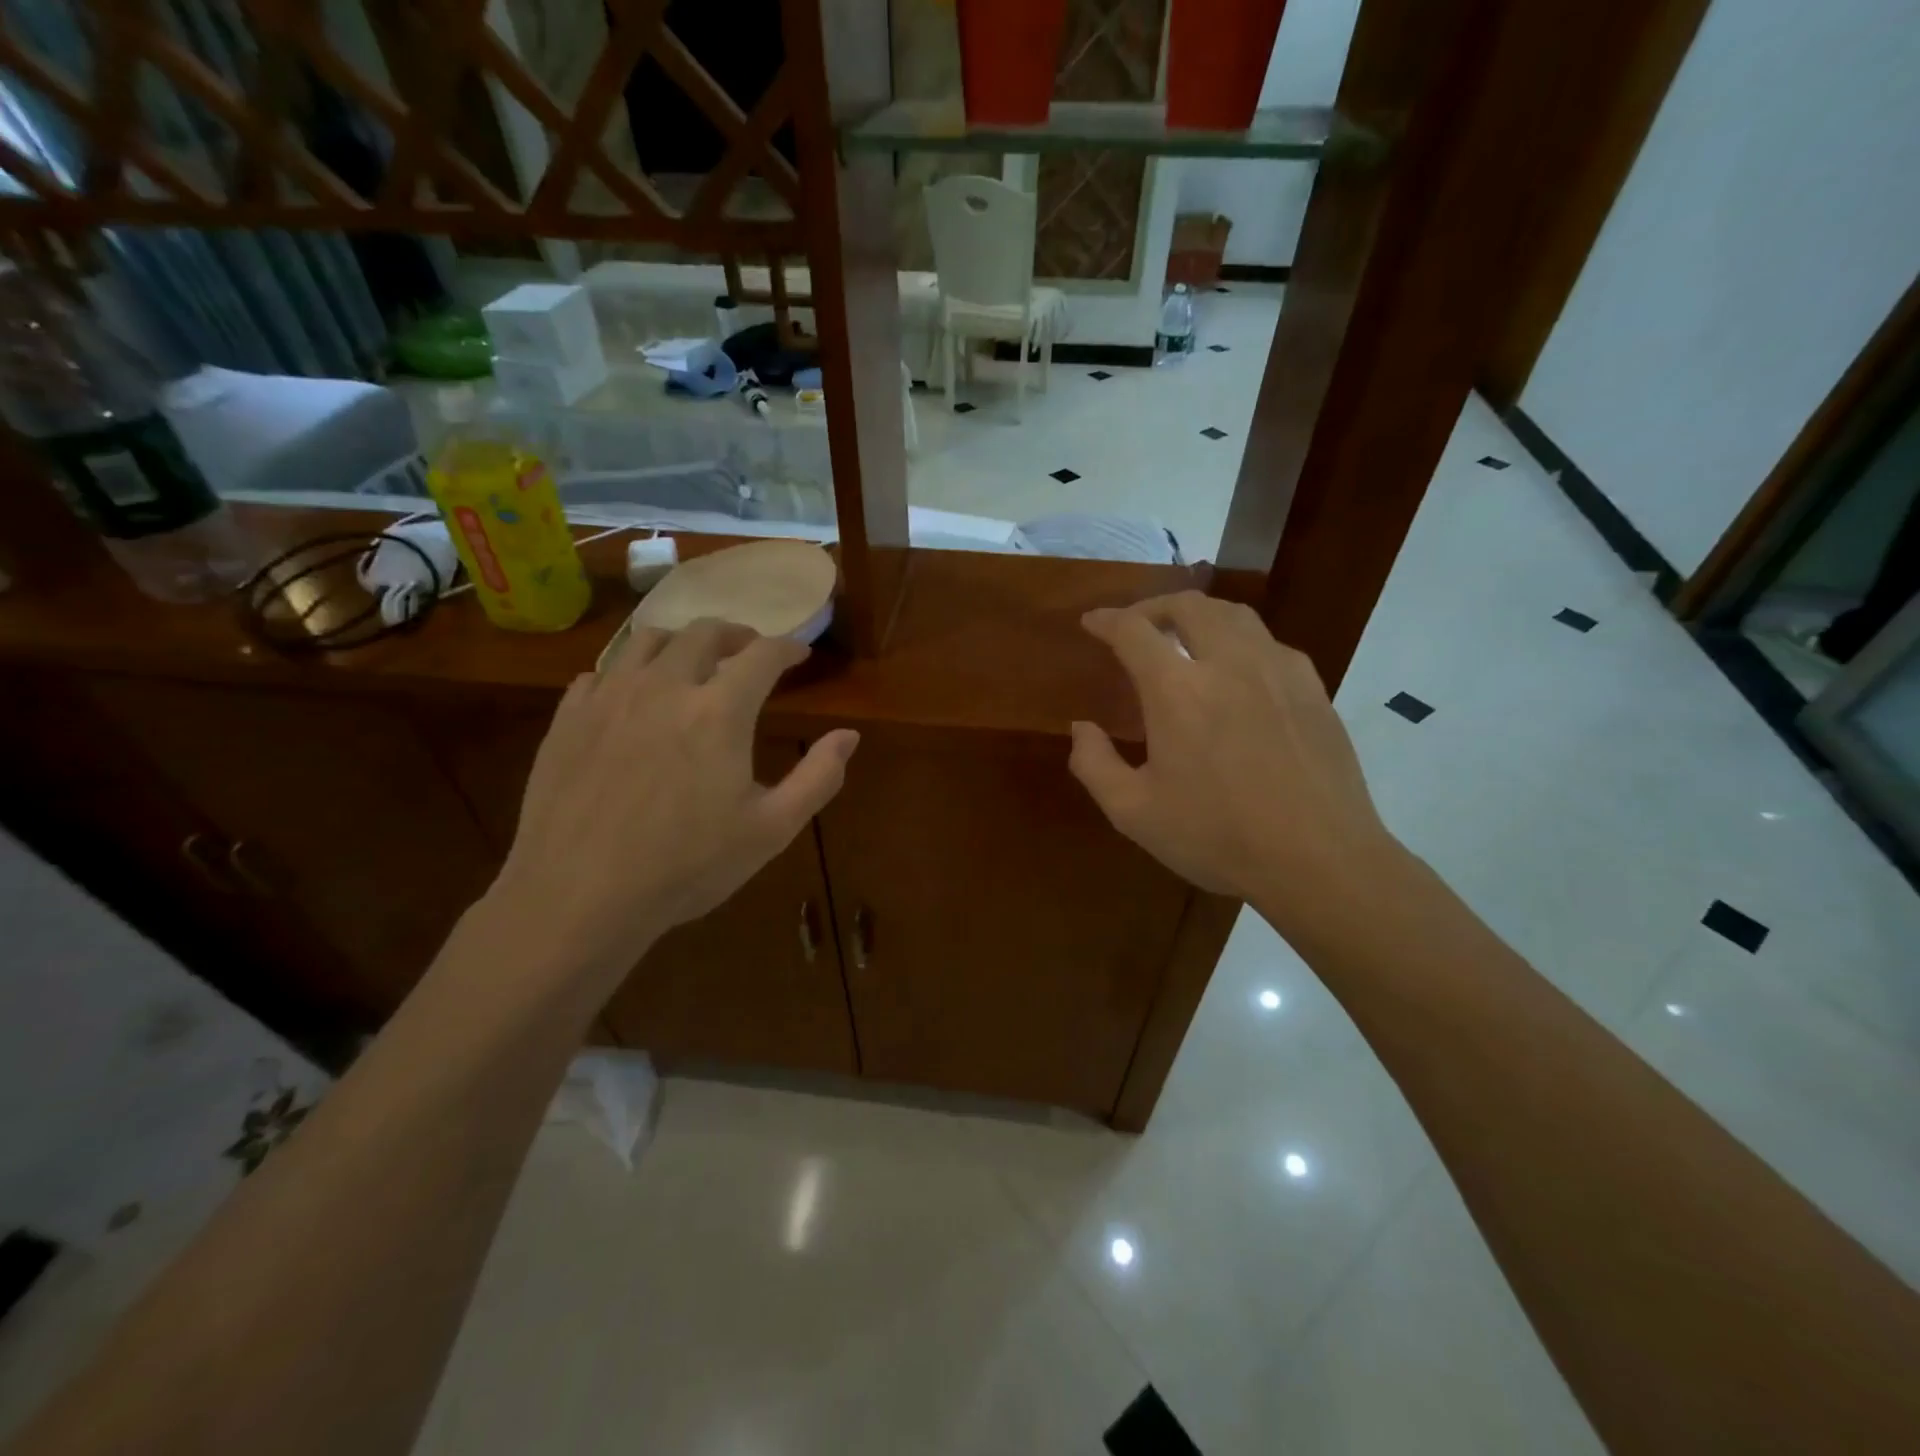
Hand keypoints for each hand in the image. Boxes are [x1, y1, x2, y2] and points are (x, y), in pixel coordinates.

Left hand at [493, 620, 858, 981]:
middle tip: (750, 650)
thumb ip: (819, 777)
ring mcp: (609, 698)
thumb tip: (849, 735)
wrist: (579, 897)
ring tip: (693, 661)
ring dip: (681, 641)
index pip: (762, 655)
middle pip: (704, 633)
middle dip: (736, 634)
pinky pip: (601, 671)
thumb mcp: (771, 829)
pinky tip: (634, 696)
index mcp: (719, 710)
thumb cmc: (687, 866)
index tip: (799, 653)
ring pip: (647, 640)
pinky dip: (629, 671)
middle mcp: (664, 686)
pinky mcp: (568, 717)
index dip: (787, 648)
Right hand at [1070, 592, 1399, 941]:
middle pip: (1189, 605)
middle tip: (1136, 625)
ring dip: (1199, 614)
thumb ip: (1094, 764)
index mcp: (1178, 690)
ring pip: (1235, 614)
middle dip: (1154, 606)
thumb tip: (1081, 728)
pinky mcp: (1312, 687)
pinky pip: (1269, 643)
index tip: (1092, 622)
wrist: (1319, 859)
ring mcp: (1277, 670)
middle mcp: (1228, 663)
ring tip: (1184, 635)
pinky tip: (1237, 671)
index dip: (1107, 620)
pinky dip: (1239, 640)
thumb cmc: (1217, 837)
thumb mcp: (1134, 813)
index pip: (1134, 631)